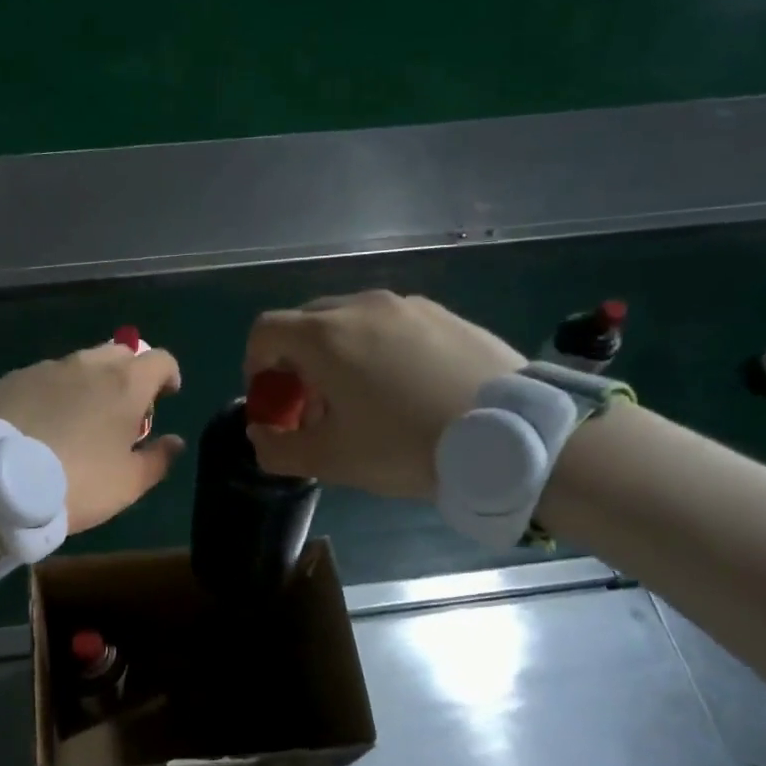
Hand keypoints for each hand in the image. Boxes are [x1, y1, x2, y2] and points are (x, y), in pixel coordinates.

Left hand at [0, 343, 185, 532]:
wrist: (0, 483)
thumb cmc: (78, 483)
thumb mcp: (129, 483)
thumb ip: (159, 458)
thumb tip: (175, 442)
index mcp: (125, 385)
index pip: (160, 359)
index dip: (168, 376)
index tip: (165, 397)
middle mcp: (88, 365)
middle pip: (121, 353)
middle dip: (129, 374)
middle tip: (122, 410)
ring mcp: (47, 368)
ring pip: (80, 363)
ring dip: (89, 382)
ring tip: (79, 417)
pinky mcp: (14, 379)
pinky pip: (45, 377)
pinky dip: (54, 392)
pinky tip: (42, 422)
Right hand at [243, 290, 525, 499]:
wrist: (511, 435)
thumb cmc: (406, 445)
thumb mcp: (331, 460)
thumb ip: (278, 448)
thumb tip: (260, 435)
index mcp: (325, 336)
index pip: (265, 330)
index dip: (255, 364)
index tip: (272, 399)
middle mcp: (360, 307)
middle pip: (306, 323)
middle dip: (296, 361)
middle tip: (314, 404)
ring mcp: (407, 305)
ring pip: (350, 321)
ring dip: (338, 354)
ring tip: (363, 397)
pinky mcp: (443, 314)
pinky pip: (391, 324)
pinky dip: (378, 348)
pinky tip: (406, 387)